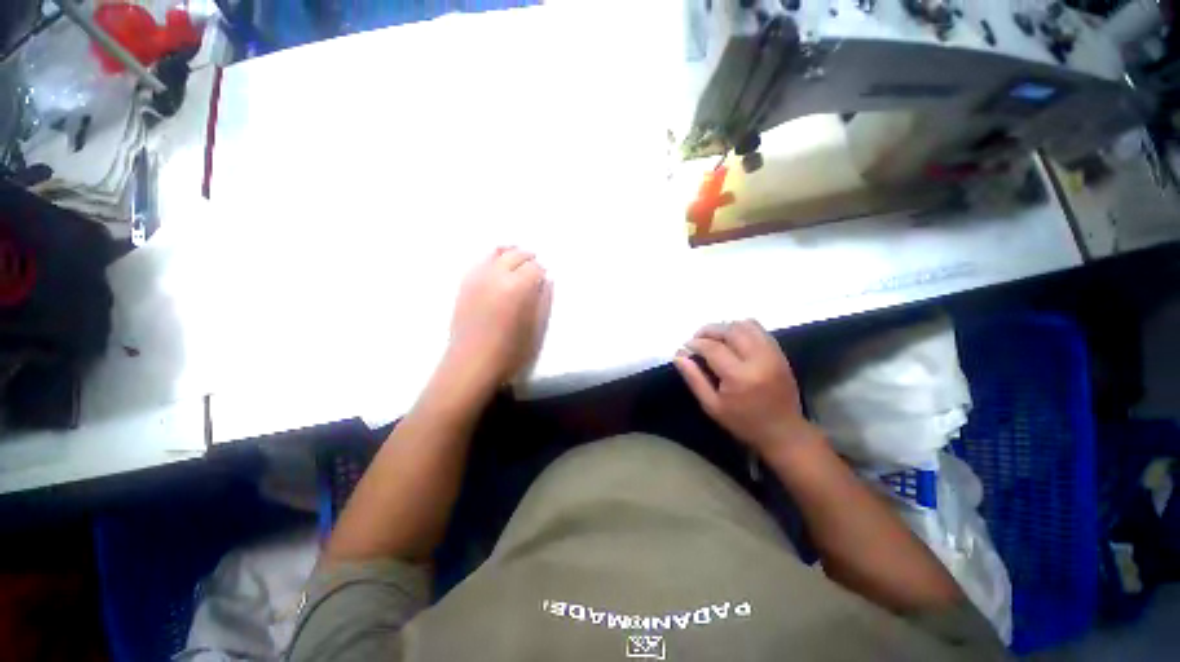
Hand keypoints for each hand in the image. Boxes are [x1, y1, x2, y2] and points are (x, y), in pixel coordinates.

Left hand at [446, 247, 552, 390]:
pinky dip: (492, 259)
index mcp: (517, 288)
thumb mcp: (536, 329)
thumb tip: (547, 282)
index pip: (534, 267)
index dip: (542, 271)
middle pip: (515, 255)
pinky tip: (496, 268)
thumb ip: (544, 301)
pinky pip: (480, 261)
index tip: (545, 278)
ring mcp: (477, 278)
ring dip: (509, 253)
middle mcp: (496, 276)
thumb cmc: (510, 351)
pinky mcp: (464, 284)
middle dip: (528, 258)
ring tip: (516, 259)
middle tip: (534, 266)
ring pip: (495, 253)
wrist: (471, 363)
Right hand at [674, 320, 820, 458]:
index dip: (696, 343)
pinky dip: (742, 329)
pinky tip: (733, 340)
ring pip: (746, 325)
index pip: (713, 348)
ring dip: (726, 327)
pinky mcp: (780, 353)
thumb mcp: (712, 405)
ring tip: (715, 338)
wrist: (784, 432)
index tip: (686, 347)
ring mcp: (772, 354)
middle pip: (730, 330)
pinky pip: (759, 330)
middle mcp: (758, 359)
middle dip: (709, 330)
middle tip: (697, 339)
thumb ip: (694, 378)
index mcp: (739, 376)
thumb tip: (678, 355)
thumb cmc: (743, 422)